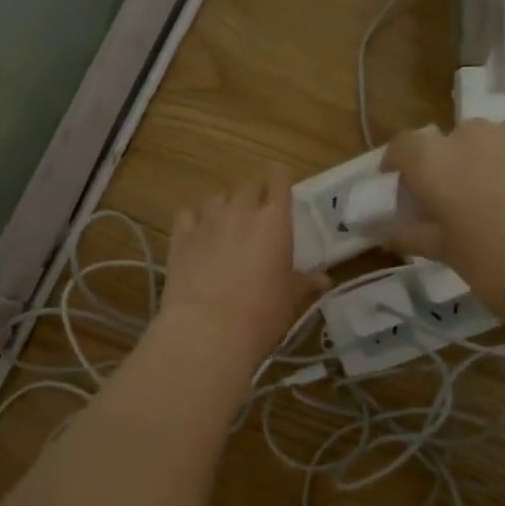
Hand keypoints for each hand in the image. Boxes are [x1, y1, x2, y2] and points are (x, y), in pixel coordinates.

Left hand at [160, 167, 325, 367]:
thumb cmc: (262, 313)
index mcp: (275, 221)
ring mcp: (207, 222)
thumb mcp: (290, 299)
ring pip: (216, 197)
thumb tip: (324, 280)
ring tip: (226, 224)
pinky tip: (197, 234)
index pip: (279, 180)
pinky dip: (194, 219)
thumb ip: (305, 283)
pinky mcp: (180, 237)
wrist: (208, 329)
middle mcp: (241, 211)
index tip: (281, 180)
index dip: (280, 177)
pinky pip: (187, 214)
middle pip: (247, 185)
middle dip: (254, 193)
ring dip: (224, 205)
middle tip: (257, 211)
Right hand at [383, 119, 504, 329]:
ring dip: (483, 161)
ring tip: (499, 199)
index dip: (397, 165)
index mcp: (436, 163)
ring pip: (487, 140)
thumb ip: (416, 235)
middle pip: (446, 143)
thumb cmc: (502, 268)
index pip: (403, 147)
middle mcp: (471, 134)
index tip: (400, 189)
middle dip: (445, 168)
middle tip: (455, 205)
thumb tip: (388, 231)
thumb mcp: (450, 256)